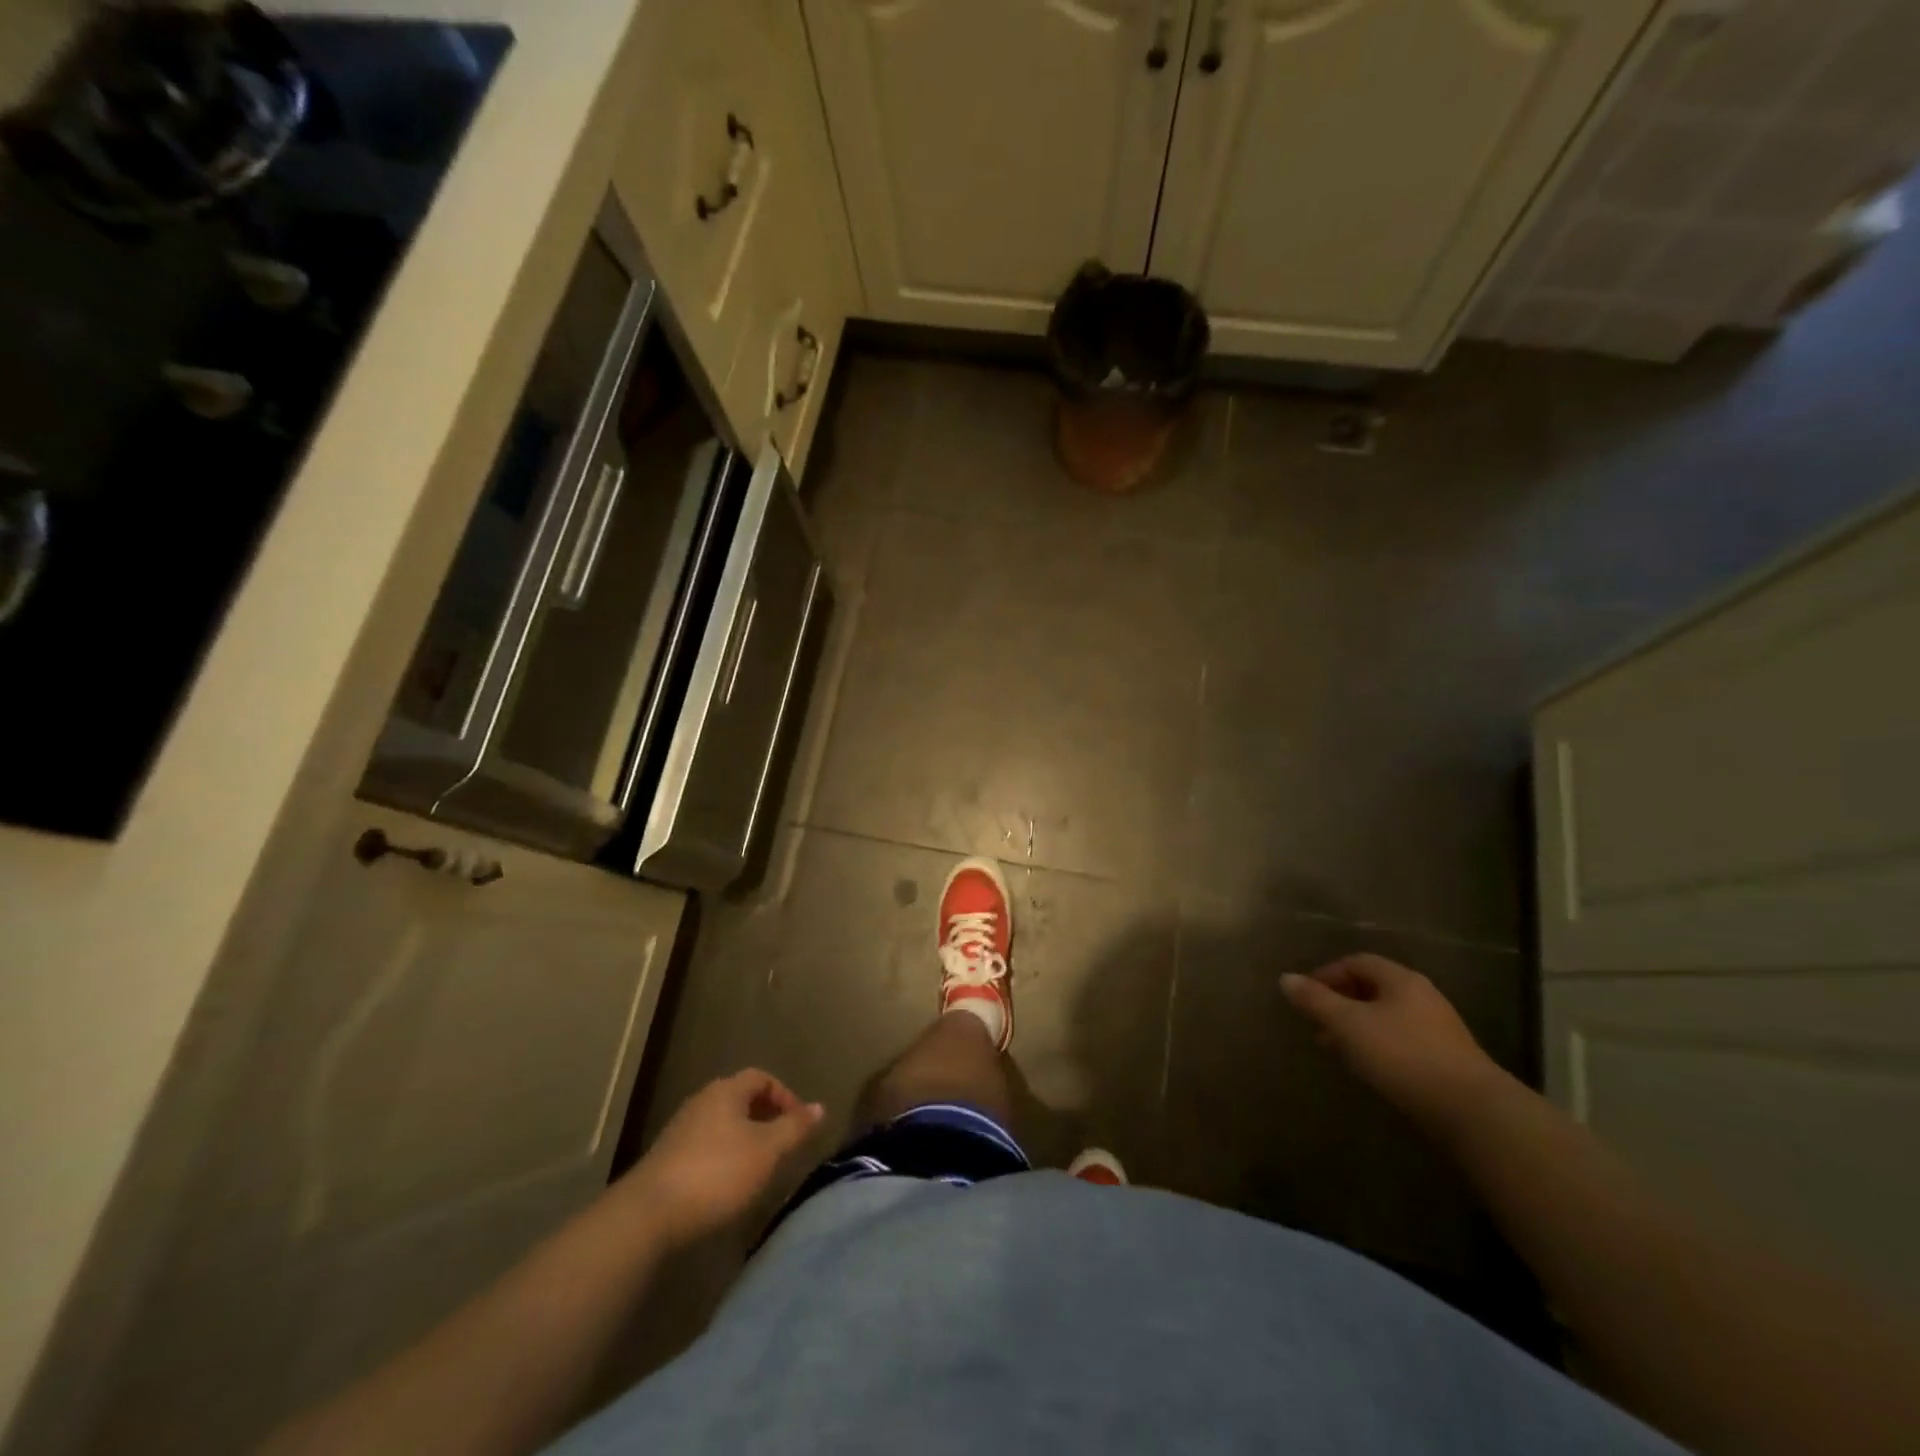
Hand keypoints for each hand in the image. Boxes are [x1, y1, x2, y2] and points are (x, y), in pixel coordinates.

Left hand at [623, 1069, 824, 1243]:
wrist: (648, 1216)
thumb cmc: (717, 1174)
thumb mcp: (767, 1150)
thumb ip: (795, 1127)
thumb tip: (820, 1107)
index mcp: (726, 1091)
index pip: (761, 1078)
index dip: (785, 1096)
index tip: (800, 1123)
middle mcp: (702, 1102)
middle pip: (740, 1099)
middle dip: (765, 1118)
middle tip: (783, 1144)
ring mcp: (680, 1130)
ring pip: (722, 1125)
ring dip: (744, 1139)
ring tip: (760, 1167)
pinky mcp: (666, 1160)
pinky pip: (704, 1147)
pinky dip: (723, 1158)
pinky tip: (728, 1186)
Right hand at [1281, 955, 1508, 1129]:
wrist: (1472, 1111)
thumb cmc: (1403, 1056)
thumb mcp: (1348, 1025)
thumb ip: (1315, 1000)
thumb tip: (1285, 978)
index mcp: (1400, 980)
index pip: (1356, 962)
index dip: (1326, 974)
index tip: (1306, 998)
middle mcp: (1422, 996)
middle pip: (1372, 987)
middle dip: (1340, 1002)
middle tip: (1316, 1025)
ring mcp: (1439, 1028)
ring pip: (1386, 1016)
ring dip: (1357, 1026)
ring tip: (1337, 1049)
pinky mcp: (1447, 1058)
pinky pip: (1402, 1039)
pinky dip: (1378, 1045)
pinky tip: (1369, 1067)